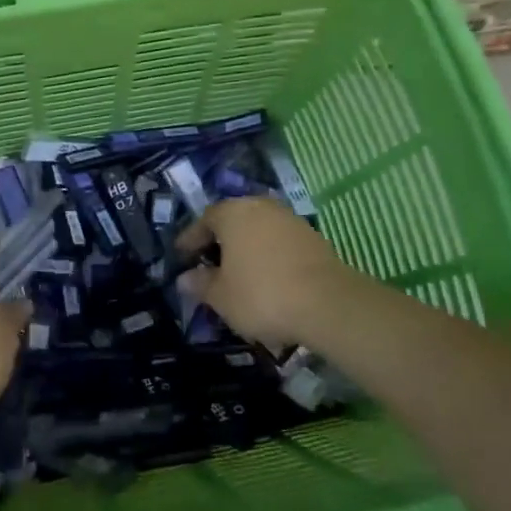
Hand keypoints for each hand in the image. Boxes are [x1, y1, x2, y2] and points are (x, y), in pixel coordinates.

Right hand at [177, 197, 358, 346]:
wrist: (328, 304)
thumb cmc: (262, 295)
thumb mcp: (221, 296)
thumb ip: (200, 284)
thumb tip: (184, 278)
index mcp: (232, 213)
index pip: (203, 220)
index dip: (190, 239)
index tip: (182, 255)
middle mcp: (260, 206)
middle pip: (233, 220)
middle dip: (219, 240)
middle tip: (209, 261)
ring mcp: (289, 219)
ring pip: (258, 229)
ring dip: (246, 246)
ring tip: (238, 271)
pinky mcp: (312, 237)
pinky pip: (279, 241)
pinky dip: (268, 254)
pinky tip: (266, 276)